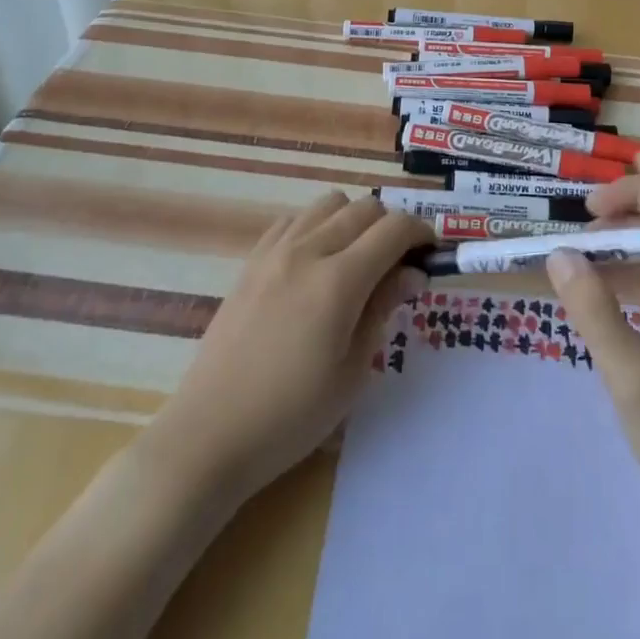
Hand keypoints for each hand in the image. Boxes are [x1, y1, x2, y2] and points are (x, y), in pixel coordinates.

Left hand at [154, 192, 430, 503]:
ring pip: (328, 203)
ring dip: (353, 220)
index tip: (430, 254)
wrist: (209, 435)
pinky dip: (316, 226)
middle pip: (364, 209)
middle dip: (391, 227)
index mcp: (338, 281)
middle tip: (397, 265)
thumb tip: (412, 273)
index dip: (420, 234)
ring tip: (355, 260)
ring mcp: (274, 252)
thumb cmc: (291, 416)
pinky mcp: (251, 261)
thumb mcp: (352, 371)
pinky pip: (293, 219)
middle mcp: (307, 251)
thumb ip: (383, 309)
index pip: (393, 230)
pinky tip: (315, 263)